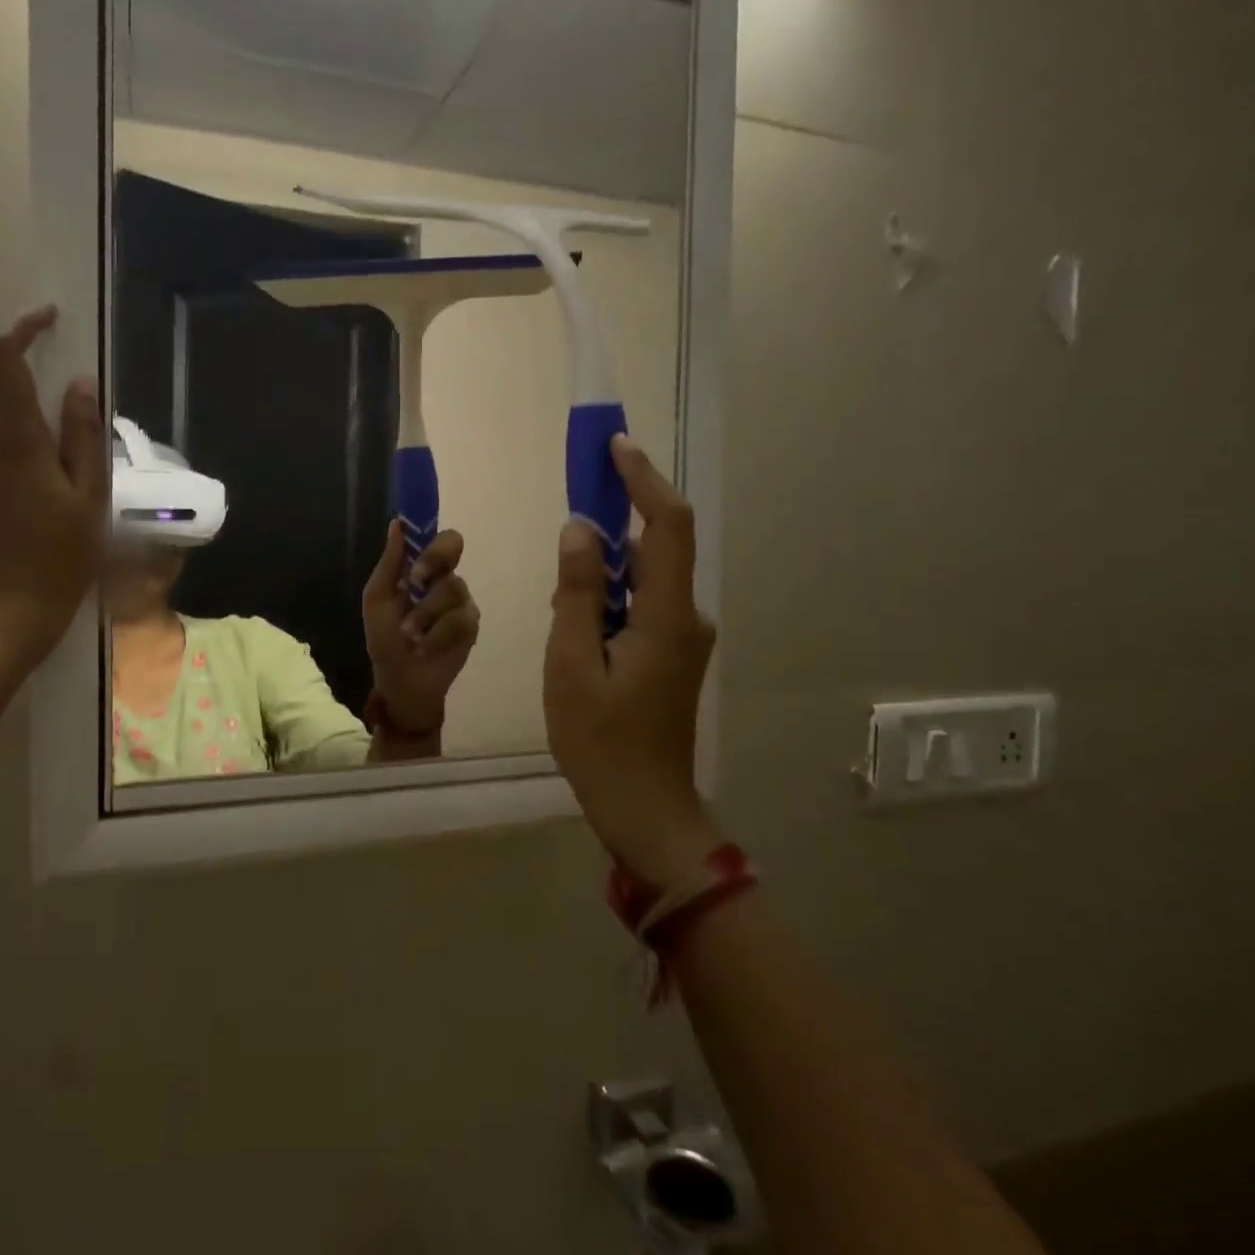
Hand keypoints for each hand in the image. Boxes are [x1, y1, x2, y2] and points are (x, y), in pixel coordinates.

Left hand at [0, 307, 107, 667]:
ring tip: (45, 508)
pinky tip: (17, 524)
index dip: (20, 330)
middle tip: (68, 471)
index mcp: (14, 442)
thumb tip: (79, 384)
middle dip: (31, 421)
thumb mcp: (89, 500)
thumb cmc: (59, 561)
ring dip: (15, 456)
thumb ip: (83, 437)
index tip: (46, 322)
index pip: (0, 360)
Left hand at [363, 524, 480, 734]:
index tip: (416, 538)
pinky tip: (425, 647)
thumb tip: (397, 524)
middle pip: (453, 545)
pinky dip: (436, 636)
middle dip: (432, 560)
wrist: (400, 679)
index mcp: (421, 569)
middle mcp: (444, 578)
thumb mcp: (377, 599)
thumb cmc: (385, 638)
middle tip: (415, 581)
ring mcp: (461, 601)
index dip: (430, 531)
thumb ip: (390, 563)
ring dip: (424, 613)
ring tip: (410, 634)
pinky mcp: (471, 626)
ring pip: (452, 587)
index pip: (436, 537)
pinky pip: (459, 619)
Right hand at [545, 436, 720, 889]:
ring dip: (609, 560)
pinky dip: (612, 590)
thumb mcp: (572, 665)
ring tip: (566, 573)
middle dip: (621, 512)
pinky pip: (643, 602)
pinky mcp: (672, 654)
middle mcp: (687, 618)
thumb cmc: (600, 742)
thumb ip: (577, 593)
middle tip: (579, 493)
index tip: (615, 446)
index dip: (644, 480)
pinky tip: (579, 612)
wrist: (643, 808)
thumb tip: (580, 528)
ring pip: (647, 576)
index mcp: (668, 617)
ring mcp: (683, 637)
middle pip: (659, 546)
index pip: (668, 526)